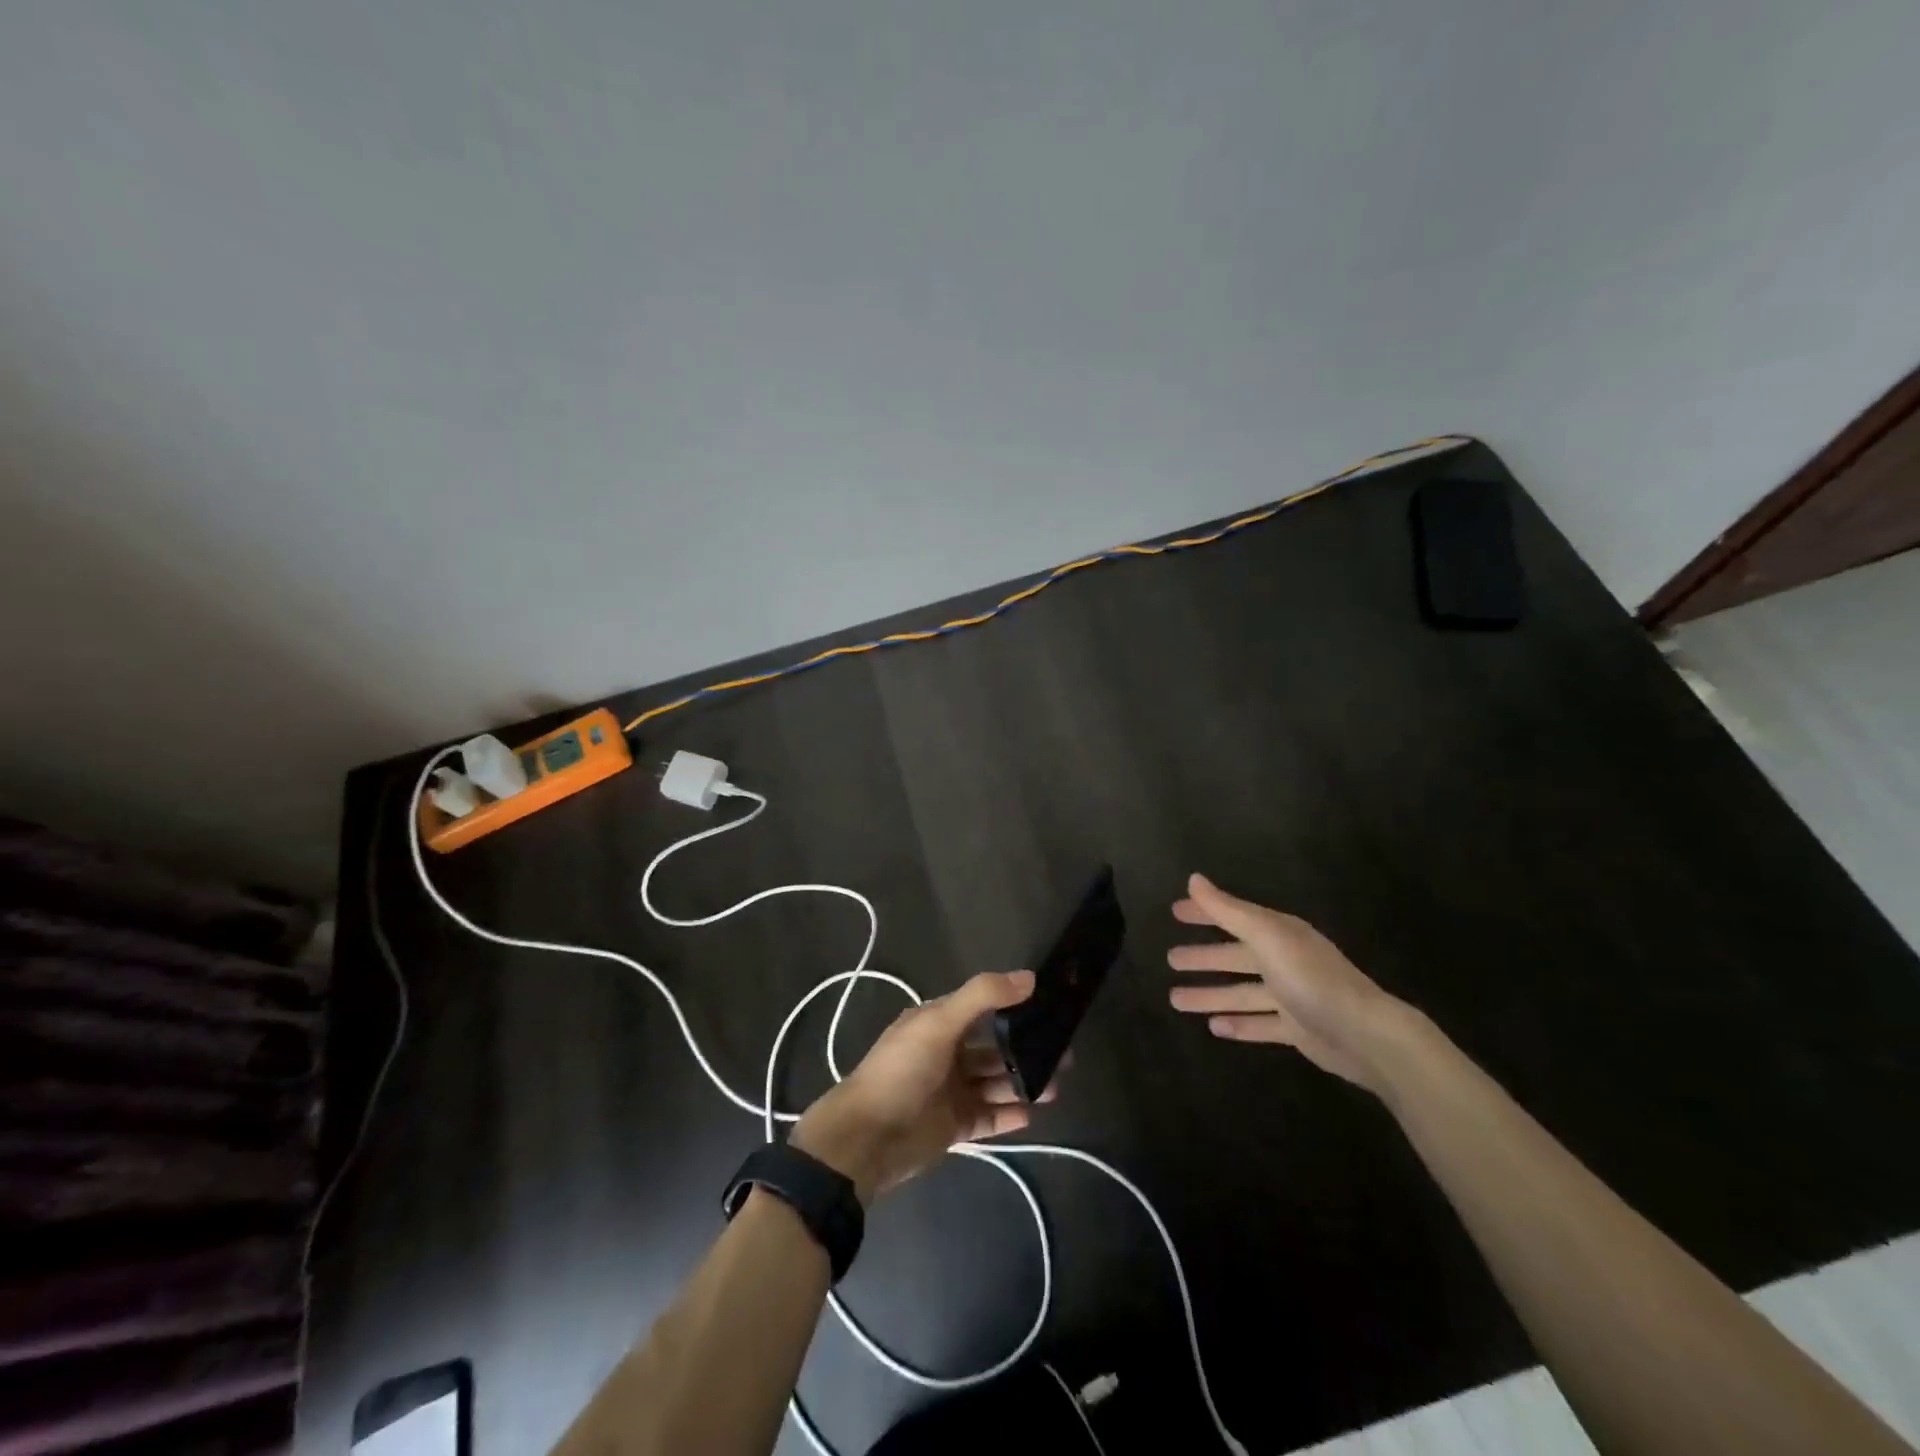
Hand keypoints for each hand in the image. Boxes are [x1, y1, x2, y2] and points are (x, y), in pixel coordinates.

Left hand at [792, 970, 1049, 1201]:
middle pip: (994, 1048)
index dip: (1014, 1006)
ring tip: (1055, 1087)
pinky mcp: (954, 1125)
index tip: (1050, 1008)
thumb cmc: (902, 1070)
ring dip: (1023, 1083)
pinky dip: (1009, 1115)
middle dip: (1026, 1050)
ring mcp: (951, 1091)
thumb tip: (1030, 977)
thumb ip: (983, 997)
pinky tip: (1032, 1114)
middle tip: (1065, 1054)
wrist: (867, 1138)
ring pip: (995, 1083)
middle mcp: (947, 1053)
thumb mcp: (939, 1023)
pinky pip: (989, 1117)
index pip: (983, 1008)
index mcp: (938, 1023)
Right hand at [1167, 873, 1405, 1092]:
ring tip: (1175, 999)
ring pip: (1241, 993)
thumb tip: (1193, 879)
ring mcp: (1291, 996)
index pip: (1233, 917)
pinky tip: (1214, 1027)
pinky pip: (1259, 1024)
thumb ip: (1228, 910)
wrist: (1365, 1035)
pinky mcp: (1297, 1029)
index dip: (1205, 913)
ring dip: (1210, 995)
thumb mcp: (1266, 937)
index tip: (1175, 912)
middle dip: (1203, 957)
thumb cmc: (1311, 978)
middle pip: (1235, 956)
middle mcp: (1284, 960)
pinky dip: (1237, 1024)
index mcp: (1278, 934)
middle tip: (1170, 959)